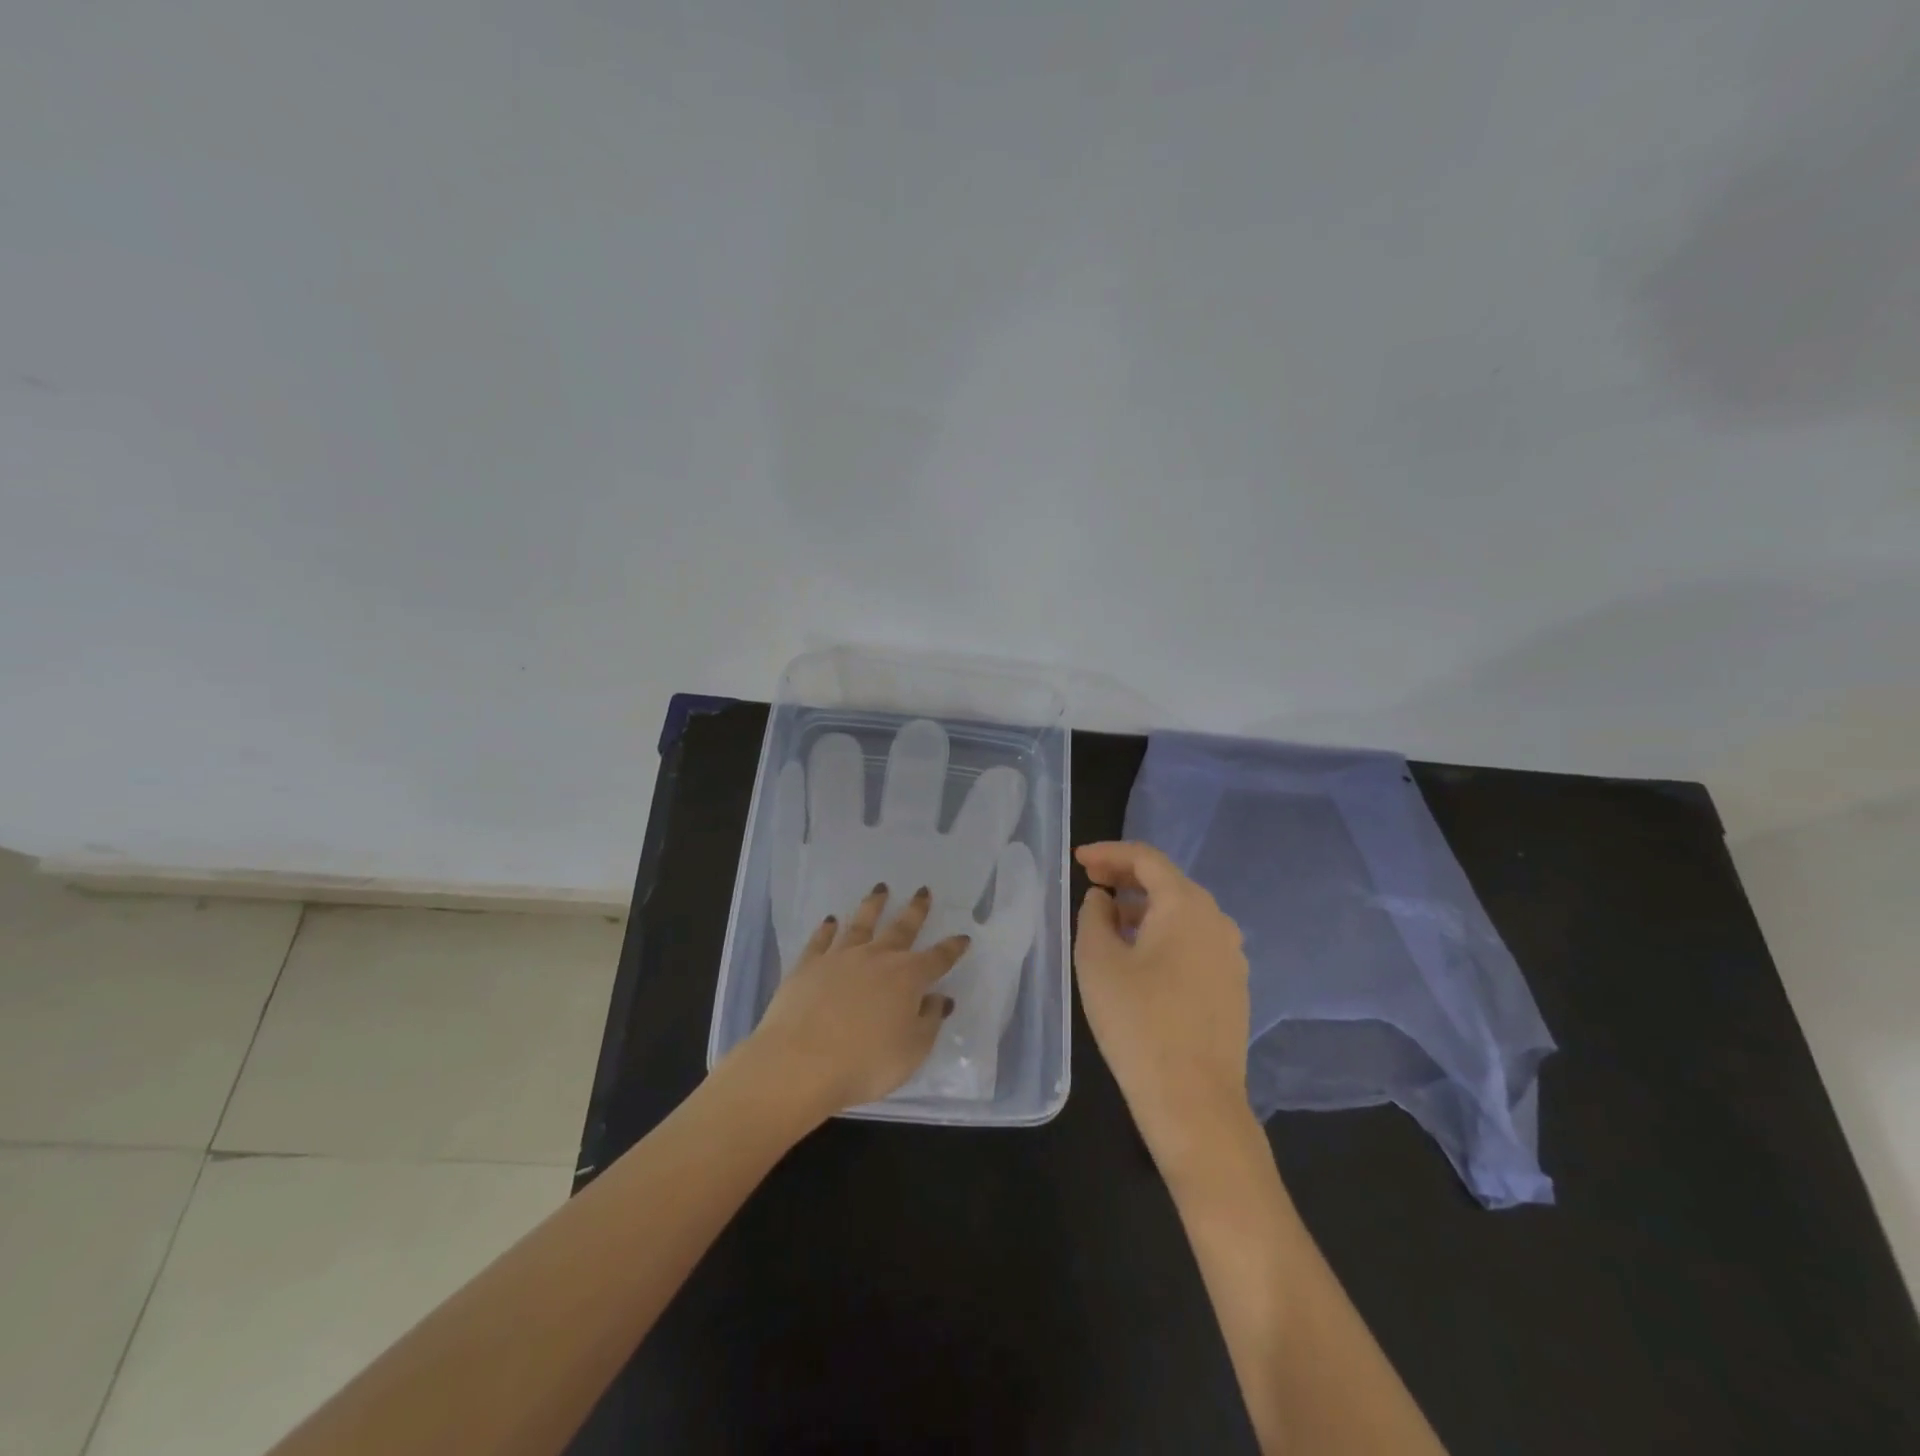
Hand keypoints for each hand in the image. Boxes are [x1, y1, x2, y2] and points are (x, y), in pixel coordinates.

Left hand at [741, 883, 970, 1122]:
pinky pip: (821, 940)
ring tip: (880, 889)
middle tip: (922, 890)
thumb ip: (929, 1021)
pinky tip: (830, 920)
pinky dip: (827, 928)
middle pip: (901, 929)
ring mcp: (840, 958)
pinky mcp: (808, 965)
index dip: (952, 948)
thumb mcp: (912, 1051)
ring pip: (861, 924)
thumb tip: (939, 998)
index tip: (962, 937)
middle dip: (915, 910)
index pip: (938, 958)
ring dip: (873, 906)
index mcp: (908, 978)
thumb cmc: (865, 1063)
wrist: (800, 1062)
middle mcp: (877, 958)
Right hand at [1074, 842, 1252, 1168]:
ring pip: (1182, 913)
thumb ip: (1094, 915)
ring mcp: (1231, 955)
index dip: (1109, 852)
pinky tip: (1140, 956)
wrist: (1194, 1101)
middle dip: (1127, 877)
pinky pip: (1194, 941)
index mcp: (1186, 905)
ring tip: (1110, 920)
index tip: (1079, 860)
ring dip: (1145, 907)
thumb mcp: (1098, 961)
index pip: (1146, 859)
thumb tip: (1104, 899)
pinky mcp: (1232, 986)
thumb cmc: (1138, 1022)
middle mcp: (1217, 920)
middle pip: (1168, 882)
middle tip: (1091, 882)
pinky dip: (1164, 934)